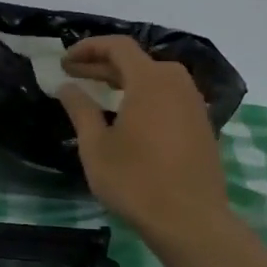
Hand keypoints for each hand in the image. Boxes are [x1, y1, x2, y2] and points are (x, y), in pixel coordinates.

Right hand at [59, 35, 232, 250]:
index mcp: (150, 80)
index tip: (65, 61)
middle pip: (137, 61)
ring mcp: (194, 104)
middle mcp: (176, 83)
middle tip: (74, 76)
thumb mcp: (96, 146)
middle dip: (102, 65)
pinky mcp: (202, 125)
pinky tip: (129, 117)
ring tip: (99, 94)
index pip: (118, 46)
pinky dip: (145, 97)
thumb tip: (66, 85)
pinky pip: (169, 97)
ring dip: (125, 81)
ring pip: (155, 79)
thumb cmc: (135, 180)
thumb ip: (80, 109)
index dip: (88, 48)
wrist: (190, 220)